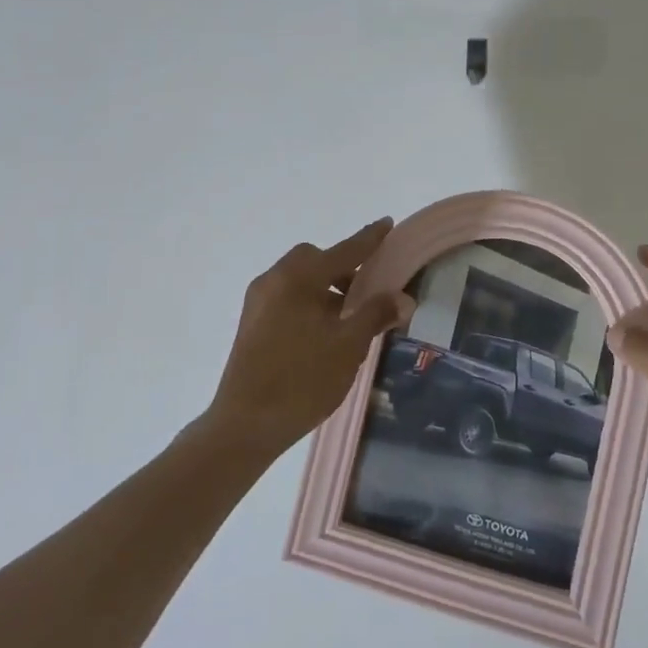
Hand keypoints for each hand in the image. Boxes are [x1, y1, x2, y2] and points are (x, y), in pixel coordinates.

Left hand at [204, 218, 416, 457]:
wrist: (245, 424)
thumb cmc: (302, 380)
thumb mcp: (348, 346)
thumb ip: (375, 315)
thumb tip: (402, 298)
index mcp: (298, 278)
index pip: (344, 251)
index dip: (369, 239)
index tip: (387, 223)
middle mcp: (274, 280)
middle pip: (315, 260)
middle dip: (343, 268)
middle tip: (367, 290)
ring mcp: (257, 302)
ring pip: (299, 280)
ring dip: (325, 288)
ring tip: (349, 318)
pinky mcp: (251, 323)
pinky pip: (287, 298)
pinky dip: (309, 302)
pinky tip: (323, 333)